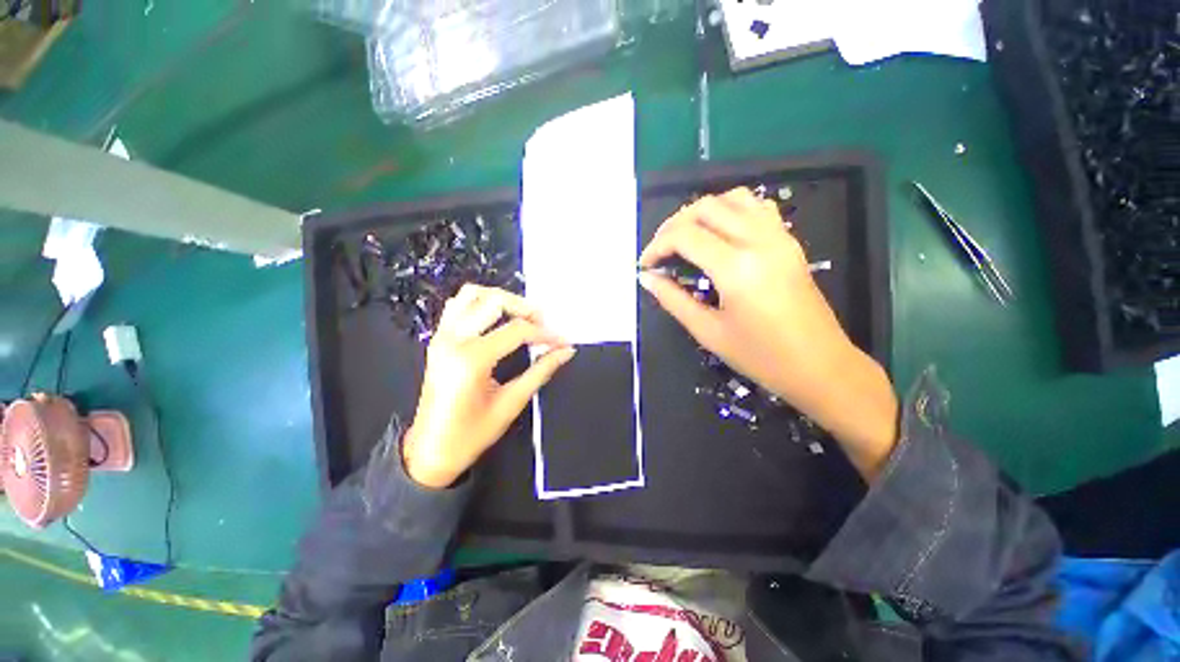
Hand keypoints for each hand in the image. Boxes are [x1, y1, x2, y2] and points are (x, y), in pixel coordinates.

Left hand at [403, 285, 576, 487]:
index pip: (517, 330)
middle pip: (494, 301)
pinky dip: (480, 303)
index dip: (545, 333)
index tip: (563, 341)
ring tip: (522, 317)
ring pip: (472, 295)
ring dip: (501, 299)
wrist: (430, 451)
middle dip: (525, 308)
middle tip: (544, 325)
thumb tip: (566, 351)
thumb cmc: (472, 434)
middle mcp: (453, 339)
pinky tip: (497, 320)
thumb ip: (541, 371)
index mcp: (471, 359)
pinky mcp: (437, 339)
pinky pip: (458, 306)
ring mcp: (442, 336)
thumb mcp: (512, 403)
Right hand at [638, 188, 898, 477]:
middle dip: (673, 225)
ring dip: (701, 212)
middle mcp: (759, 241)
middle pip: (706, 208)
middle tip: (660, 251)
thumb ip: (673, 300)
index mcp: (736, 268)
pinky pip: (756, 207)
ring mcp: (779, 237)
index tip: (645, 265)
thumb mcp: (708, 332)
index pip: (685, 236)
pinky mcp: (789, 241)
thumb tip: (647, 278)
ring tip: (685, 238)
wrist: (820, 366)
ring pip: (732, 199)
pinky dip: (730, 210)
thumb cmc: (761, 357)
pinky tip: (719, 233)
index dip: (657, 246)